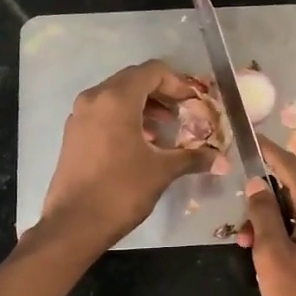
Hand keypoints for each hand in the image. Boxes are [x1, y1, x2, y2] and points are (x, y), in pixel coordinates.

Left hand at [41, 60, 210, 247]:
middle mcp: (94, 98)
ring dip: (143, 107)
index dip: (177, 83)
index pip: (152, 72)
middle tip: (182, 114)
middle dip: (161, 94)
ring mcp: (79, 116)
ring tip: (163, 131)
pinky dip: (124, 119)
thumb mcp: (162, 171)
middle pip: (133, 80)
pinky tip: (139, 144)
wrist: (74, 224)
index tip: (193, 104)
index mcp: (116, 99)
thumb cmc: (121, 190)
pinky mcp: (73, 135)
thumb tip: (222, 160)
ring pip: (116, 97)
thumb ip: (193, 158)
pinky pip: (103, 114)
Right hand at [238, 136, 295, 295]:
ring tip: (246, 247)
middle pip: (294, 192)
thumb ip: (263, 215)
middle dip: (263, 200)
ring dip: (270, 223)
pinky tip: (266, 258)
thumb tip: (257, 184)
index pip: (293, 168)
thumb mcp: (272, 255)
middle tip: (238, 224)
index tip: (249, 139)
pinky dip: (283, 236)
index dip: (270, 152)